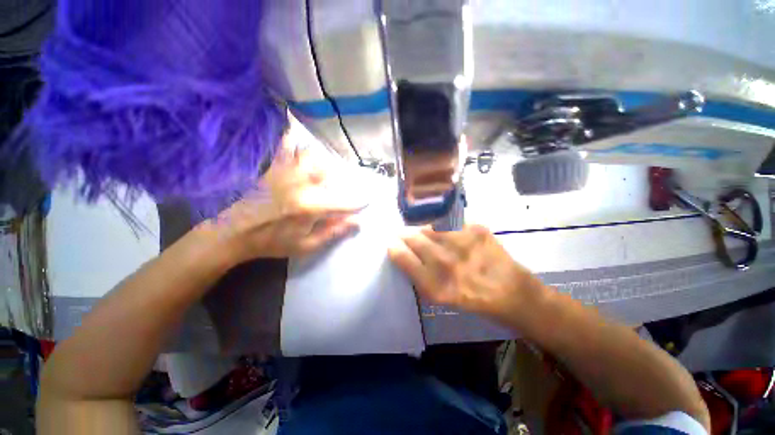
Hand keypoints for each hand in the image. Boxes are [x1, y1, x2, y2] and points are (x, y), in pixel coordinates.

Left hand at [202, 140, 364, 262]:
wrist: (231, 233)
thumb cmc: (272, 242)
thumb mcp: (306, 245)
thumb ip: (333, 231)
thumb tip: (357, 222)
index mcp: (310, 206)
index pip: (344, 201)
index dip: (359, 201)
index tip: (368, 200)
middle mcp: (301, 184)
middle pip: (329, 172)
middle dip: (336, 181)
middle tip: (333, 191)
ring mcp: (284, 172)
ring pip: (312, 156)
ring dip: (321, 164)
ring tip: (318, 174)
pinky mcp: (271, 167)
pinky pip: (285, 146)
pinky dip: (293, 139)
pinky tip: (295, 138)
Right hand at [388, 225, 545, 325]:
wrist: (511, 292)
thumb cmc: (473, 300)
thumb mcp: (441, 299)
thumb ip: (419, 276)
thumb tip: (405, 254)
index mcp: (434, 285)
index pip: (402, 257)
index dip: (394, 247)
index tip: (392, 243)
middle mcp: (445, 262)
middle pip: (413, 237)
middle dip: (405, 235)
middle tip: (405, 235)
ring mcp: (461, 242)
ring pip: (429, 227)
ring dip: (424, 230)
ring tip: (427, 234)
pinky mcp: (475, 229)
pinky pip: (449, 222)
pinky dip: (444, 227)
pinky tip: (449, 233)